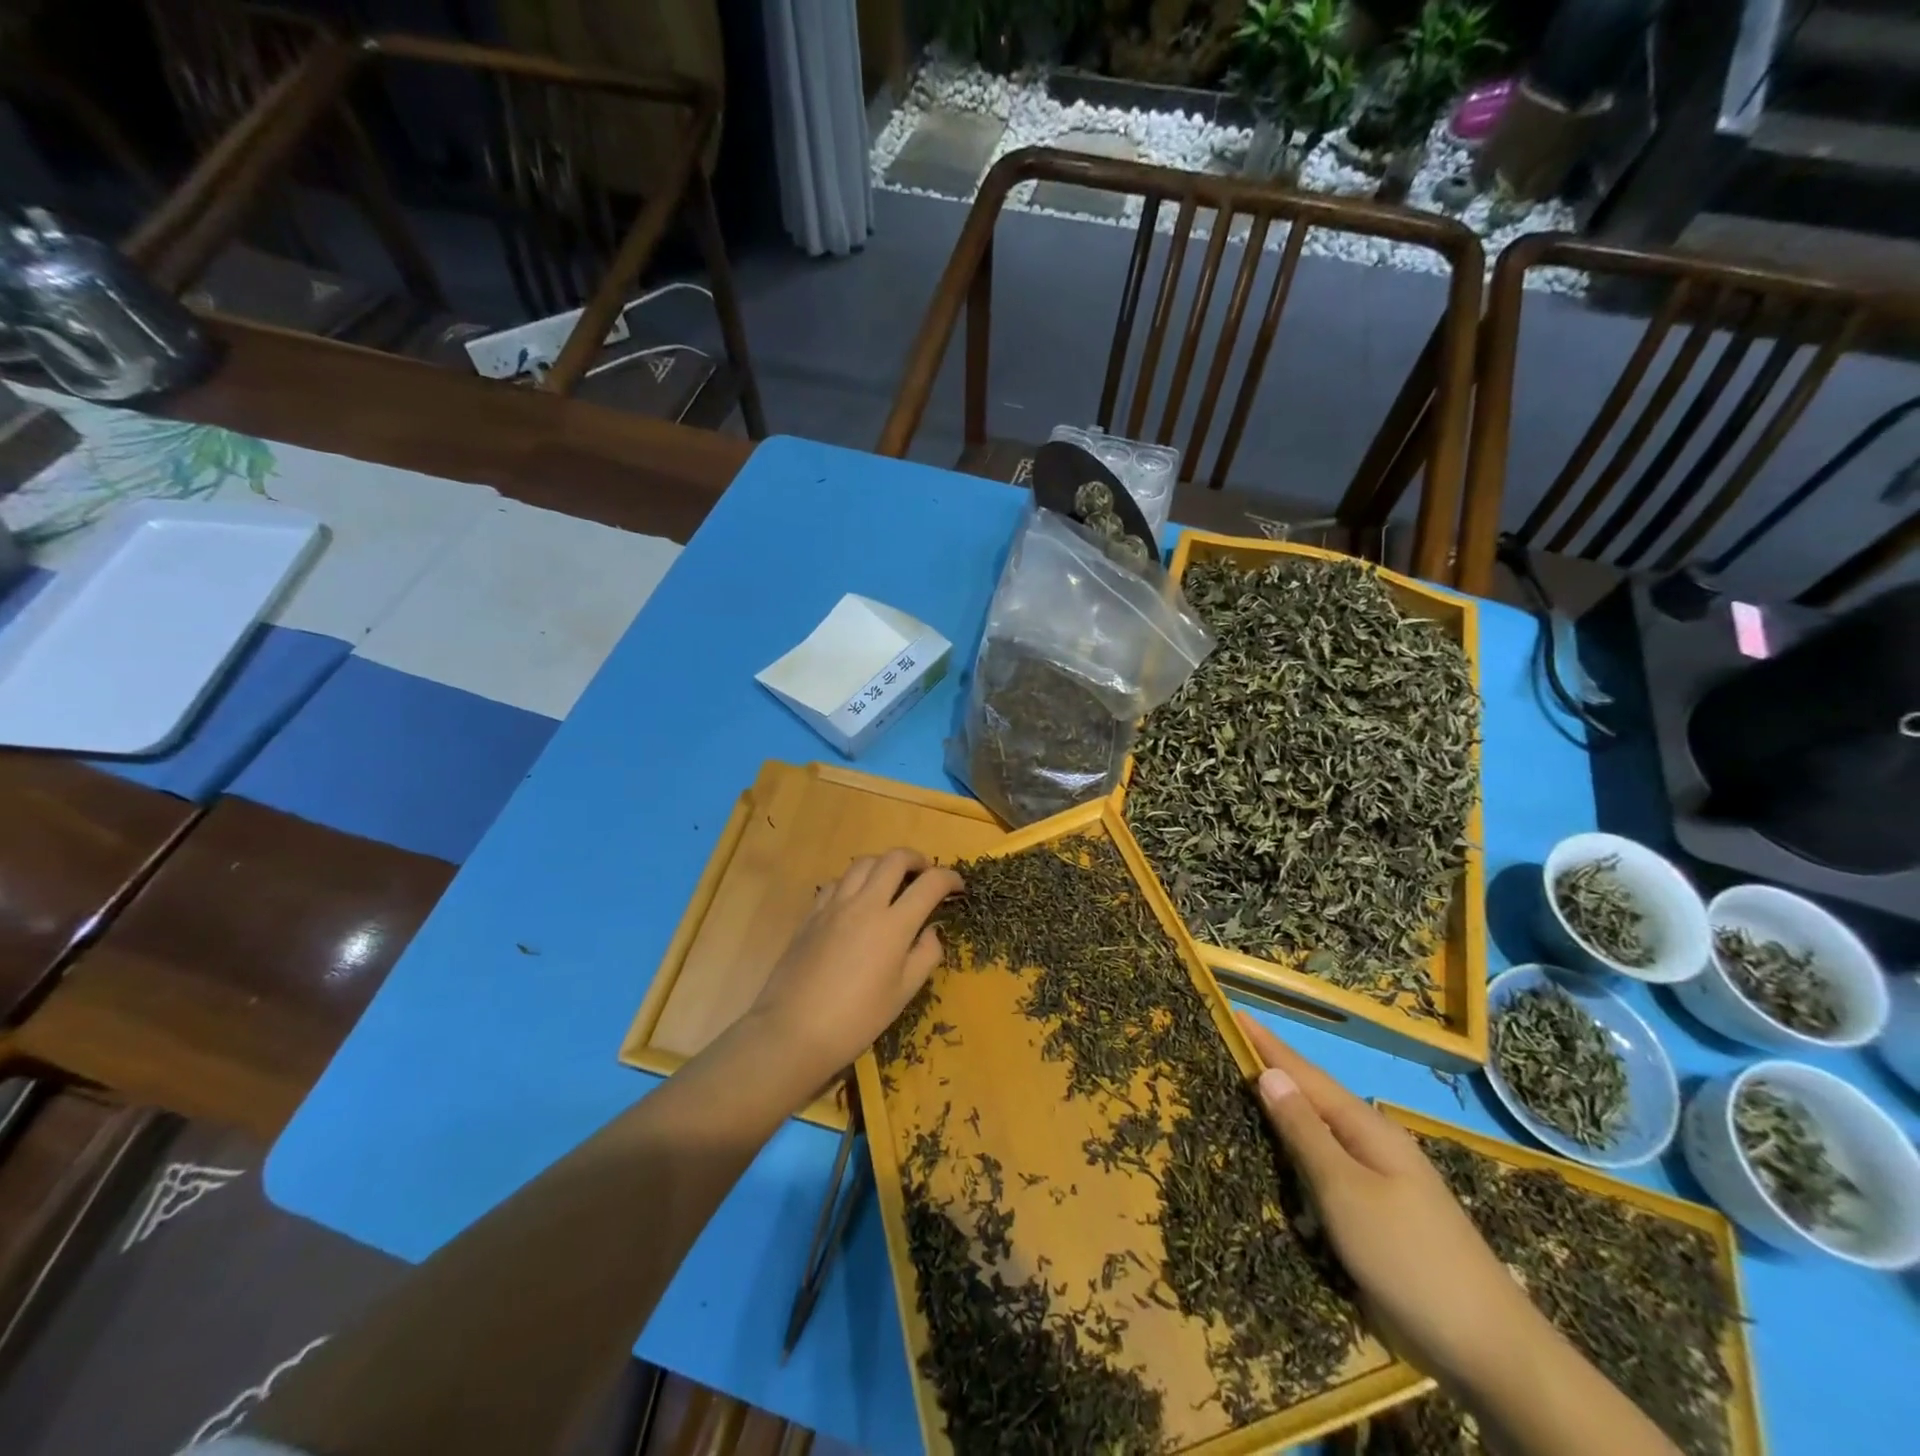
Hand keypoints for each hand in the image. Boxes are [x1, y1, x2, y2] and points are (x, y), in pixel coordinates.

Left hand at [746, 850, 962, 1090]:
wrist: (793, 1031)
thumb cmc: (856, 1020)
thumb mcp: (903, 994)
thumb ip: (925, 955)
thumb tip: (932, 930)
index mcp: (893, 925)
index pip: (930, 883)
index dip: (950, 878)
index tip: (958, 887)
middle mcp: (865, 904)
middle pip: (894, 859)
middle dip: (917, 860)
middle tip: (925, 875)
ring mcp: (834, 905)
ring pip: (863, 863)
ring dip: (884, 865)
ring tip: (892, 883)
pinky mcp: (811, 914)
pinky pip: (837, 881)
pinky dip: (855, 880)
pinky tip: (856, 900)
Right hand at [1239, 1013, 1545, 1392]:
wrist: (1490, 1350)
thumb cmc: (1408, 1258)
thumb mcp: (1345, 1191)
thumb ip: (1305, 1132)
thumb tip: (1271, 1073)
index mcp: (1368, 1128)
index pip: (1305, 1074)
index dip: (1268, 1045)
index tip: (1236, 1013)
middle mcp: (1376, 1143)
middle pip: (1315, 1096)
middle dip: (1275, 1070)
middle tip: (1231, 1048)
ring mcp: (1383, 1179)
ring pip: (1323, 1131)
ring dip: (1287, 1109)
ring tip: (1249, 1090)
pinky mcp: (1383, 1213)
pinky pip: (1331, 1165)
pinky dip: (1302, 1149)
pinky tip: (1287, 1155)